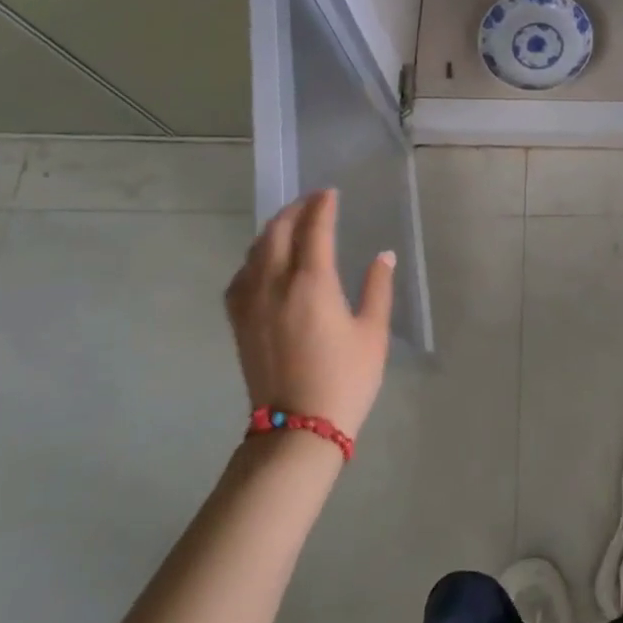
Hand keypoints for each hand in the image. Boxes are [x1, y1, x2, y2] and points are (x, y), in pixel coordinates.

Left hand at [224, 189, 394, 438]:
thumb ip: (377, 288)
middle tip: (311, 202)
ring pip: (255, 252)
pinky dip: (253, 259)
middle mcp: (276, 285)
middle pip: (278, 232)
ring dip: (272, 230)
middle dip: (294, 210)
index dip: (322, 206)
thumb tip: (383, 255)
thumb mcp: (373, 333)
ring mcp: (252, 304)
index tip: (330, 193)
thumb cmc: (345, 379)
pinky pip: (240, 278)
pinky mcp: (239, 323)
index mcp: (312, 283)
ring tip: (288, 224)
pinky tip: (261, 263)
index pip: (314, 229)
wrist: (298, 429)